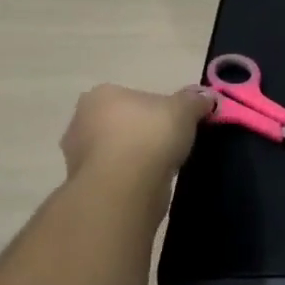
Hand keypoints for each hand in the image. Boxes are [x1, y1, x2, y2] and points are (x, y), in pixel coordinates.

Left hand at [59, 84, 213, 187]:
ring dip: (134, 157)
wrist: (125, 189)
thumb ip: (195, 100)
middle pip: (119, 123)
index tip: (173, 121)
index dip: (154, 108)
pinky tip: (149, 184)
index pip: (130, 96)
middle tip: (169, 142)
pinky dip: (129, 179)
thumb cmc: (150, 135)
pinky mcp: (84, 187)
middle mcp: (80, 122)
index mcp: (100, 95)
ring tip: (162, 166)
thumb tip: (207, 97)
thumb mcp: (184, 109)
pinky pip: (113, 176)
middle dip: (140, 132)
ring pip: (114, 151)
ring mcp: (77, 157)